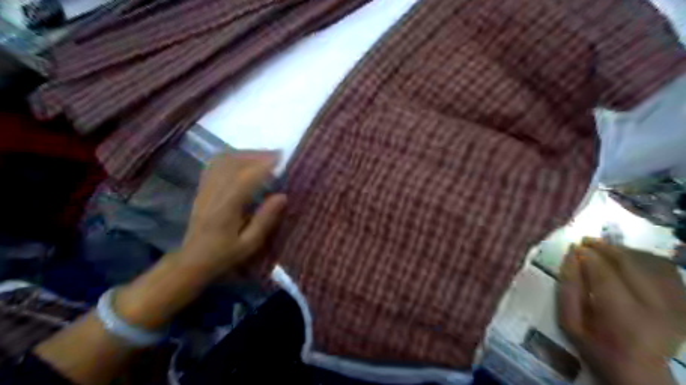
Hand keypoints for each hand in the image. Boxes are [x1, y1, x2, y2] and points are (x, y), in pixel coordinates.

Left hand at [178, 151, 286, 279]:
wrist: (192, 260)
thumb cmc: (224, 254)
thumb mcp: (249, 244)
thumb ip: (265, 219)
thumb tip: (283, 196)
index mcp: (227, 207)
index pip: (246, 177)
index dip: (264, 165)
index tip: (282, 158)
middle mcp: (214, 192)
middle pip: (235, 163)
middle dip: (258, 155)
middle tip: (278, 155)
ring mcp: (206, 188)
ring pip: (224, 160)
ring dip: (246, 154)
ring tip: (264, 156)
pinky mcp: (203, 188)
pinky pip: (215, 164)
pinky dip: (231, 156)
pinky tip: (243, 159)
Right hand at [556, 239, 685, 383]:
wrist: (642, 373)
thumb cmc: (597, 348)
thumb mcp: (570, 323)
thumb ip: (568, 288)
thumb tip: (571, 255)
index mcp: (624, 318)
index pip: (605, 274)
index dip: (589, 256)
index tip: (575, 247)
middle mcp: (657, 309)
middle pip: (631, 265)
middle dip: (606, 248)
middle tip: (587, 241)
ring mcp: (677, 306)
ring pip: (651, 263)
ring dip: (625, 251)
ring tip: (605, 249)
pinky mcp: (684, 303)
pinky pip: (667, 270)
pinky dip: (646, 258)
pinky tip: (629, 258)